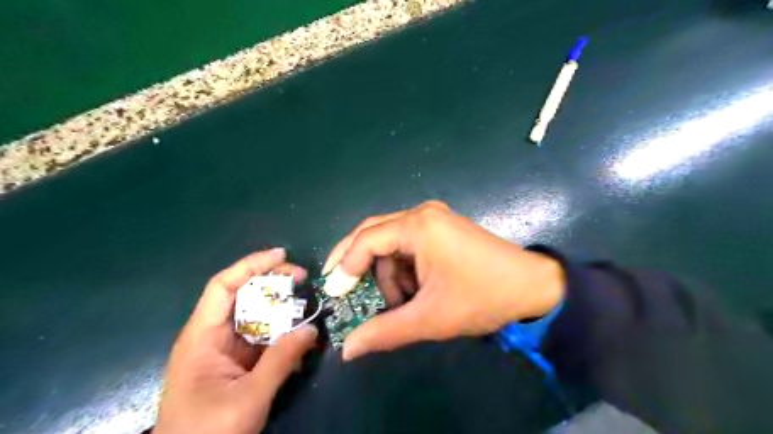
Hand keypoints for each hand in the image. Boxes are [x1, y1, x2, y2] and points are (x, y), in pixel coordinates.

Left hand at [155, 248, 318, 433]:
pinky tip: (301, 339)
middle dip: (273, 283)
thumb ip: (281, 361)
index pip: (223, 286)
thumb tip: (313, 328)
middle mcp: (213, 335)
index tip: (282, 256)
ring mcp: (226, 349)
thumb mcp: (248, 397)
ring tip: (307, 306)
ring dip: (281, 310)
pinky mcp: (238, 363)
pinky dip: (282, 334)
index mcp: (202, 336)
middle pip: (242, 295)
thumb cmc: (207, 433)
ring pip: (256, 317)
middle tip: (303, 279)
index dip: (251, 265)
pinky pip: (262, 338)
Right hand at [324, 202, 566, 361]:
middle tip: (345, 291)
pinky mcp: (442, 228)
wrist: (533, 286)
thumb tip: (347, 350)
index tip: (335, 293)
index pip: (366, 239)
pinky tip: (414, 289)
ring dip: (386, 272)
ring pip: (390, 241)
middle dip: (357, 263)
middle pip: (374, 233)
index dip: (346, 266)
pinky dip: (402, 267)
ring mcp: (434, 218)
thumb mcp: (431, 318)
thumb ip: (385, 331)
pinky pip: (408, 244)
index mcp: (418, 226)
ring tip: (399, 302)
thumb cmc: (482, 298)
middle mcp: (422, 213)